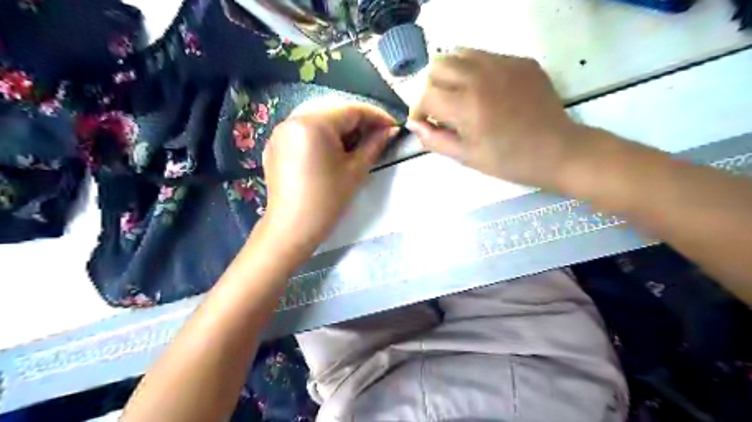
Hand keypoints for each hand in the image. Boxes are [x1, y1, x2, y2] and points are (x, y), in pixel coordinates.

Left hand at [262, 103, 398, 250]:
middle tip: (378, 137)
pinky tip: (334, 151)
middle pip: (334, 111)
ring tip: (358, 145)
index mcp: (313, 123)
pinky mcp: (275, 145)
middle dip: (359, 122)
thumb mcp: (356, 170)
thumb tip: (391, 130)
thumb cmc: (327, 200)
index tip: (394, 126)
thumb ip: (375, 144)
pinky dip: (322, 136)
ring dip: (341, 128)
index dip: (376, 116)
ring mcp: (281, 132)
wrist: (292, 229)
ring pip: (319, 120)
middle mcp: (293, 119)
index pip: (352, 109)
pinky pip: (304, 131)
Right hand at [410, 48, 590, 188]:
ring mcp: (503, 64)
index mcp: (466, 105)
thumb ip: (434, 139)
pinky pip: (486, 56)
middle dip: (432, 88)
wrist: (557, 151)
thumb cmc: (508, 161)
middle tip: (442, 109)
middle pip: (437, 66)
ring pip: (460, 54)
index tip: (426, 123)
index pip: (425, 95)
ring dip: (452, 75)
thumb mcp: (466, 157)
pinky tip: (487, 92)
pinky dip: (476, 71)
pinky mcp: (521, 61)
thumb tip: (414, 125)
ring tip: (461, 96)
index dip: (419, 111)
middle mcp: (481, 76)